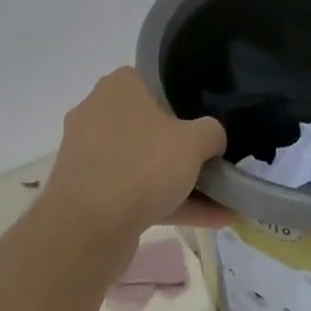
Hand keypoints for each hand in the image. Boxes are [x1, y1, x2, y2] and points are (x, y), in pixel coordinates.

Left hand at [46, 68, 226, 242]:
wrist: (88, 227)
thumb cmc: (142, 164)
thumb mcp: (195, 141)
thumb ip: (212, 132)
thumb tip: (213, 139)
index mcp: (118, 87)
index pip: (154, 83)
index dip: (183, 103)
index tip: (205, 125)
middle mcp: (97, 114)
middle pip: (150, 127)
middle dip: (183, 149)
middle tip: (214, 162)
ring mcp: (90, 156)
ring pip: (144, 164)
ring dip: (181, 183)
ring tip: (223, 202)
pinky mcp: (88, 193)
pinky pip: (135, 192)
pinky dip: (168, 204)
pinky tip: (210, 222)